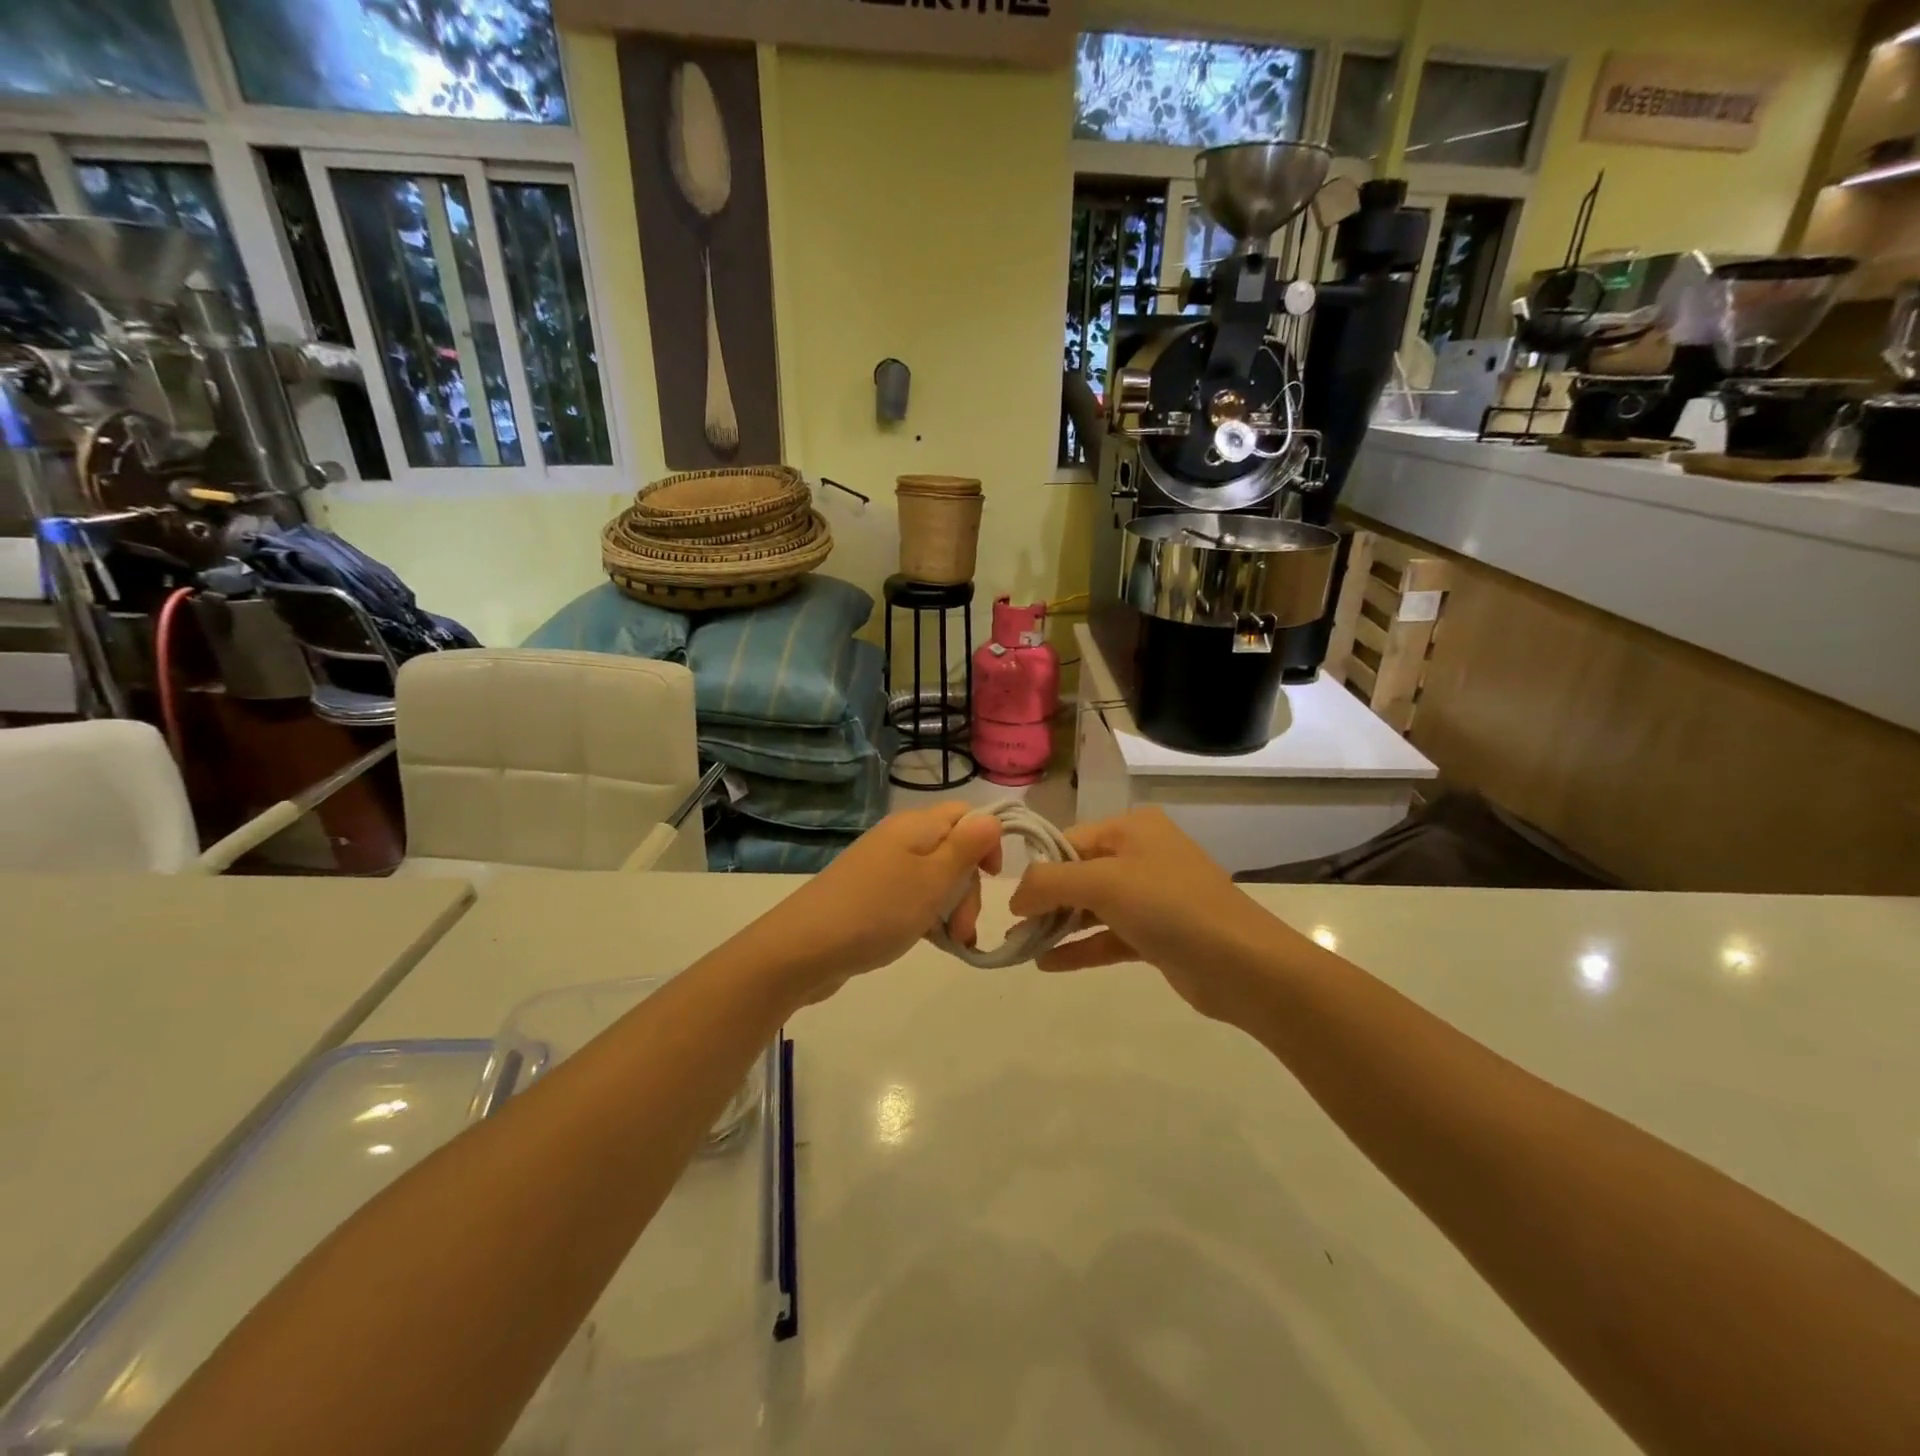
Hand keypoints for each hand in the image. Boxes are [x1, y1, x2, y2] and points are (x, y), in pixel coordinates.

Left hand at [740, 802, 1002, 1004]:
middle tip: (964, 927)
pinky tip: (933, 942)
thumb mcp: (932, 880)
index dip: (986, 842)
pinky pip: (912, 898)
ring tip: (953, 942)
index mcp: (915, 826)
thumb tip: (992, 818)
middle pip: (953, 850)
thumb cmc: (877, 910)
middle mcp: (899, 839)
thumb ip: (966, 848)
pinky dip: (928, 917)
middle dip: (969, 887)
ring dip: (952, 908)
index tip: (994, 878)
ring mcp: (882, 867)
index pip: (965, 814)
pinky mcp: (871, 895)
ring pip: (935, 878)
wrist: (803, 949)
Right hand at [1008, 808, 1287, 1021]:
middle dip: (1045, 901)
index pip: (1068, 842)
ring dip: (1059, 925)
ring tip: (1022, 946)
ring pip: (1092, 907)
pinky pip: (1107, 936)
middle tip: (1014, 929)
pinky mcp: (1157, 934)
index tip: (1012, 904)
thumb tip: (1015, 896)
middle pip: (1078, 874)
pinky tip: (1048, 964)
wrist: (1243, 965)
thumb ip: (1049, 883)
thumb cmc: (1169, 907)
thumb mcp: (1102, 883)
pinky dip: (1080, 947)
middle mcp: (1141, 855)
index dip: (1038, 871)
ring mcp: (1151, 896)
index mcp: (1131, 829)